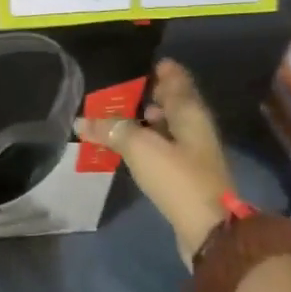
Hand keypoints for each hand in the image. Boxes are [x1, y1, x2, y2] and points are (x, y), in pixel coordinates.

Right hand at [77, 59, 236, 267]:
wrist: (208, 229)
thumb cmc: (177, 178)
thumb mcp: (140, 148)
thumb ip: (112, 130)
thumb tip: (82, 120)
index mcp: (190, 114)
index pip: (178, 83)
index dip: (165, 71)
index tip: (149, 62)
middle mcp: (195, 129)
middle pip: (175, 105)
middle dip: (153, 95)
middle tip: (126, 88)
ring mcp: (194, 154)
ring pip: (170, 128)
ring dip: (149, 121)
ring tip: (122, 116)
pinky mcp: (186, 176)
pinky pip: (164, 149)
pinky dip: (148, 143)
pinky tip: (131, 148)